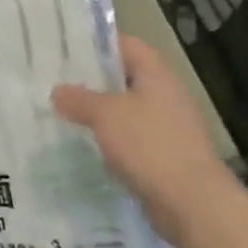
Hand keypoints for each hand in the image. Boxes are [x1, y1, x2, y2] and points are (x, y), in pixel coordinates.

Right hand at [53, 35, 238, 247]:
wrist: (194, 205)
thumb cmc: (150, 146)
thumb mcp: (106, 115)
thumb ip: (79, 99)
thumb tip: (57, 91)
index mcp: (156, 74)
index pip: (124, 44)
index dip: (95, 43)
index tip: (63, 48)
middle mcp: (164, 95)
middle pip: (123, 77)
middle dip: (90, 80)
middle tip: (53, 80)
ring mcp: (166, 127)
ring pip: (124, 110)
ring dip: (97, 113)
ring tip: (61, 112)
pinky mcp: (163, 156)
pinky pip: (129, 139)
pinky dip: (108, 140)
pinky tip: (82, 145)